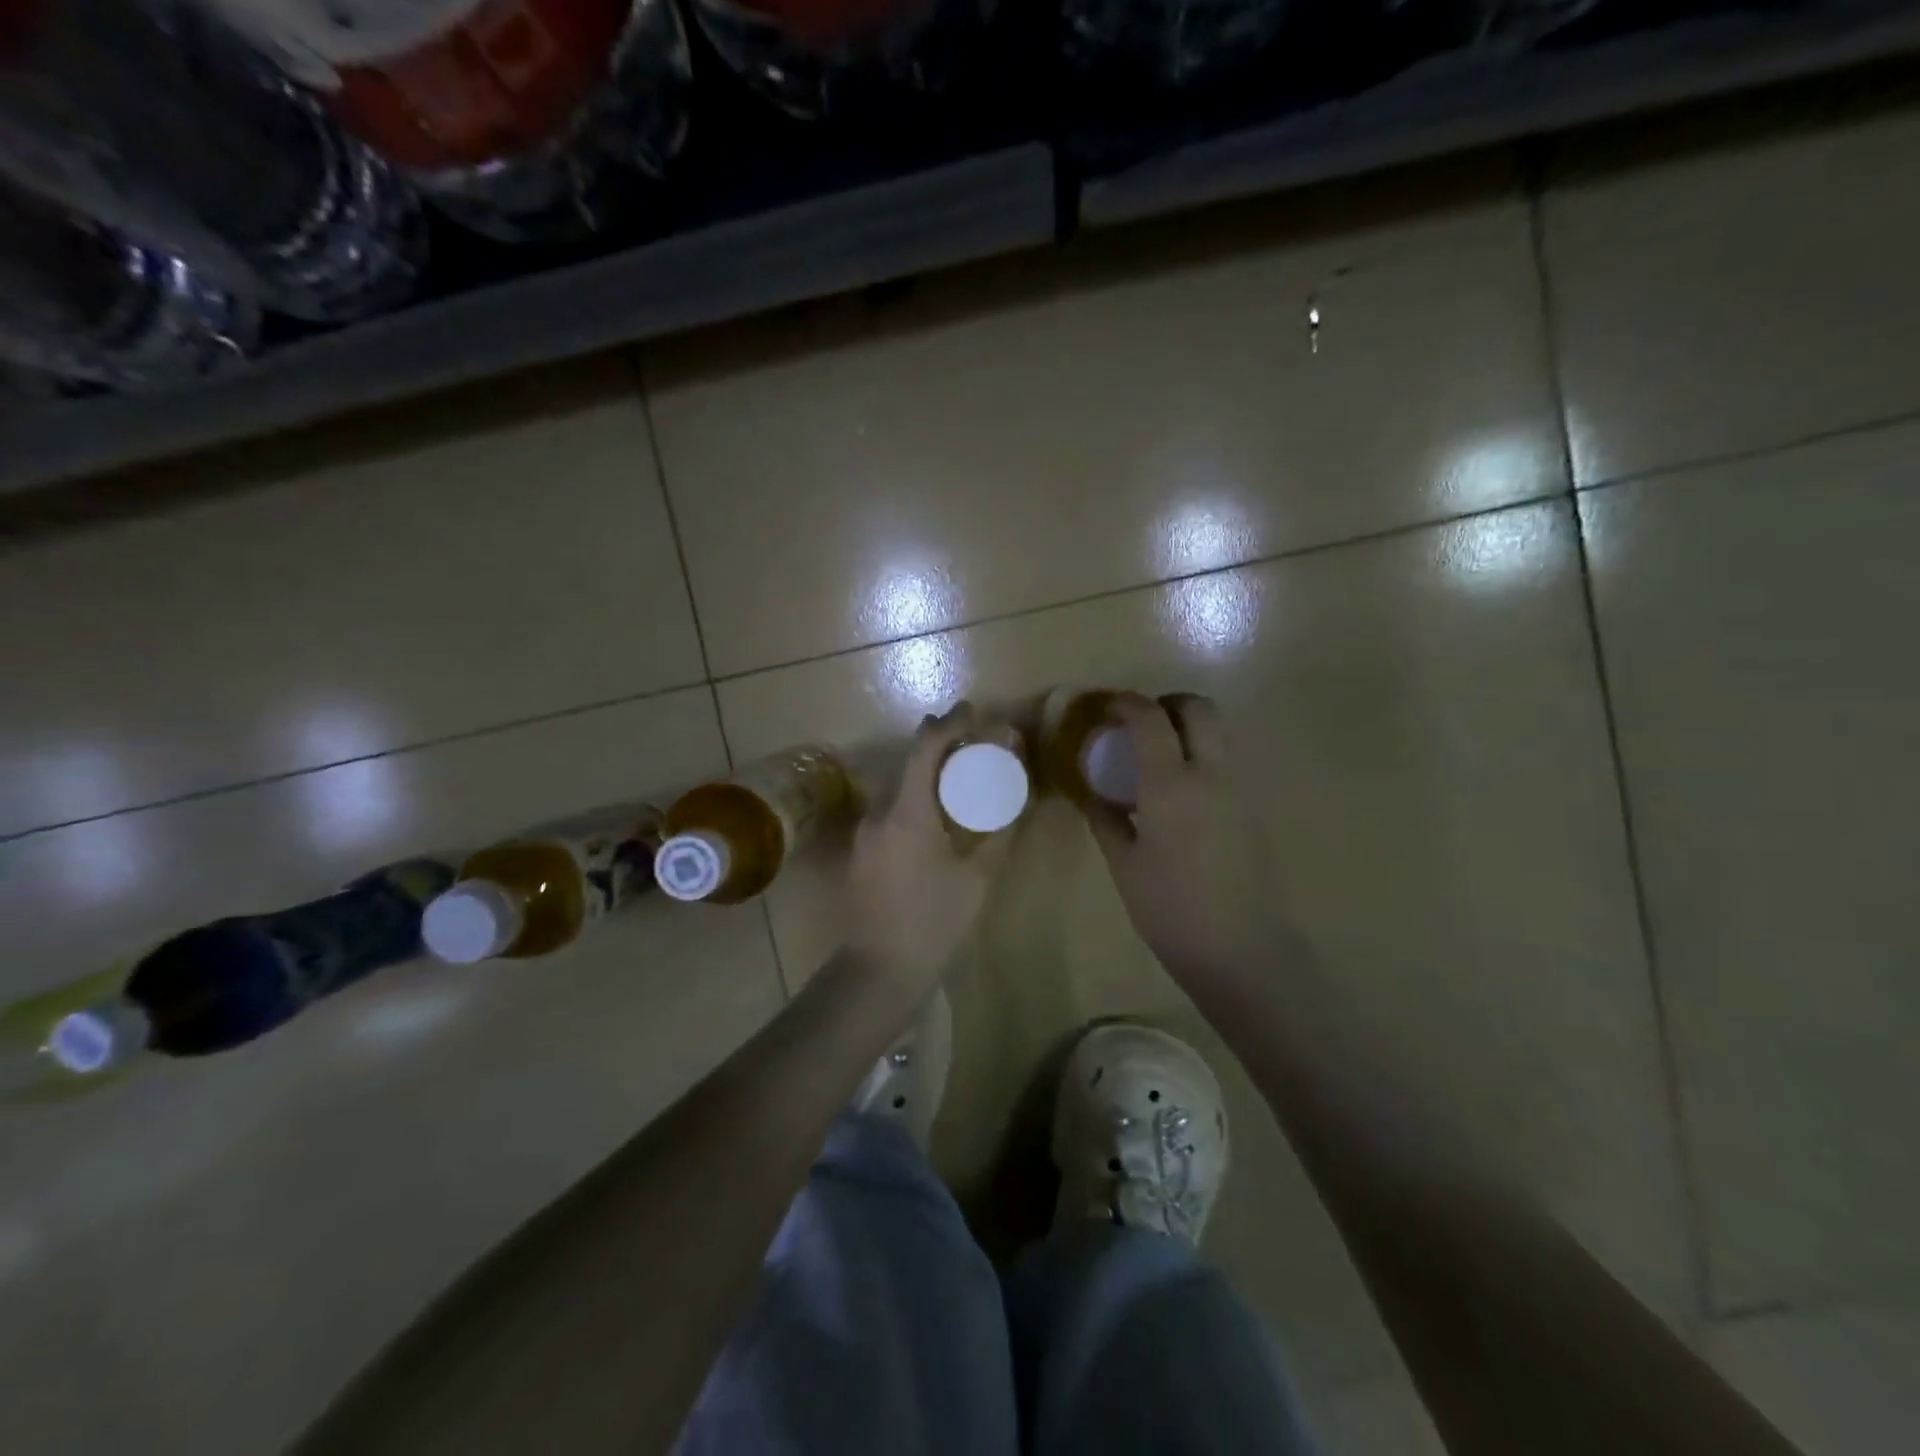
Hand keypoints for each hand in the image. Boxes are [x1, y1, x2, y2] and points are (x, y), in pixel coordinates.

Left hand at [844, 703, 1019, 992]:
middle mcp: (878, 813)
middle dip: (940, 745)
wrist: (879, 973)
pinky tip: (936, 816)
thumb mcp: (978, 880)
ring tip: (960, 777)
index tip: (973, 712)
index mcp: (906, 813)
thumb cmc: (934, 925)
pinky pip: (889, 809)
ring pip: (897, 786)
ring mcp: (864, 832)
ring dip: (926, 773)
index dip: (949, 723)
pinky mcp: (860, 850)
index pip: (924, 748)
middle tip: (975, 745)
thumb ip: (1000, 835)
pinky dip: (914, 797)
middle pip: (907, 763)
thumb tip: (1018, 802)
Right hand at [1081, 693, 1280, 983]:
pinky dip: (1201, 757)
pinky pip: (1225, 763)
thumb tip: (1093, 794)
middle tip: (1139, 725)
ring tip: (1157, 758)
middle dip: (1166, 704)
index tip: (1106, 708)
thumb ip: (1106, 819)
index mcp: (1171, 785)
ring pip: (1218, 732)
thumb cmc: (1170, 909)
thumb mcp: (1124, 864)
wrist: (1241, 950)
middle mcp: (1211, 774)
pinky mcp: (1253, 809)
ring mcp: (1238, 790)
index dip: (1126, 704)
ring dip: (1187, 728)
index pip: (1150, 719)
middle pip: (1198, 708)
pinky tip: (1178, 794)